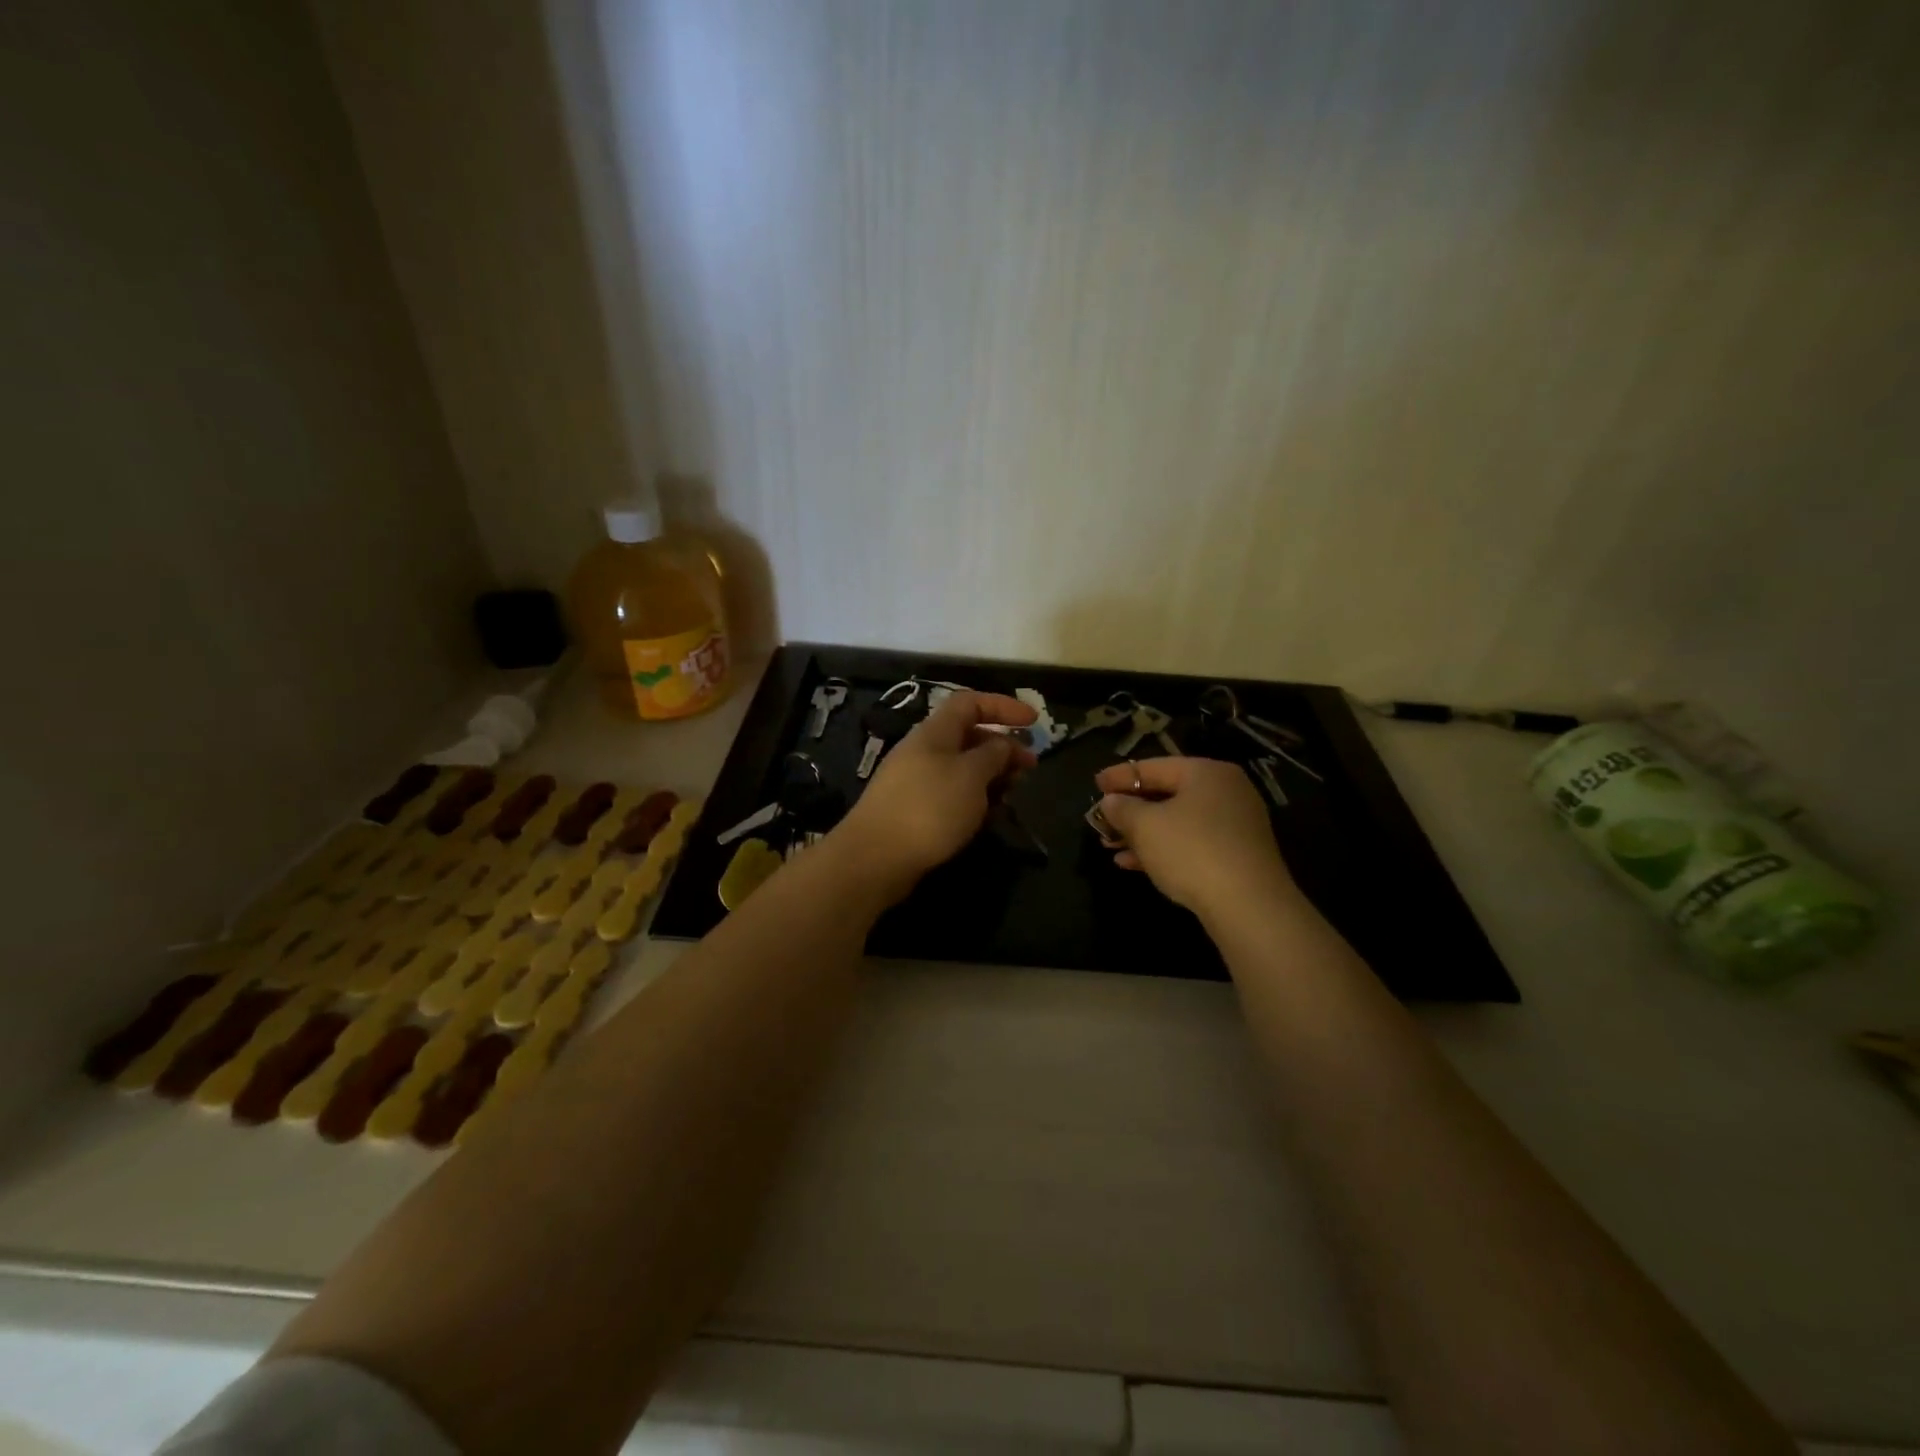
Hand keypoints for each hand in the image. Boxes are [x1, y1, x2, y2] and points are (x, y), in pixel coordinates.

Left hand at [831, 691, 1037, 905]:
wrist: (875, 858)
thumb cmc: (929, 808)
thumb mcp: (971, 776)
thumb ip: (993, 755)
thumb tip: (1003, 744)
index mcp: (934, 732)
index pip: (970, 703)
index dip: (1003, 706)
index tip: (1033, 720)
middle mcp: (923, 750)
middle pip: (968, 736)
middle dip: (1002, 748)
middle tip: (1029, 770)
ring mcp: (915, 781)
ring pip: (961, 768)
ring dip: (990, 777)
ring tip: (1011, 796)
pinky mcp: (913, 810)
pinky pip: (951, 793)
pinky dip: (973, 799)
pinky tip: (985, 817)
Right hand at [1093, 757, 1296, 918]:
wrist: (1249, 906)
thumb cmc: (1191, 851)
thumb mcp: (1145, 826)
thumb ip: (1122, 809)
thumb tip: (1111, 802)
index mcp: (1206, 773)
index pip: (1154, 766)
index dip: (1120, 776)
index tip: (1095, 784)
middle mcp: (1225, 792)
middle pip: (1167, 794)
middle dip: (1130, 810)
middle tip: (1101, 818)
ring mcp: (1234, 825)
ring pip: (1177, 822)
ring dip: (1141, 833)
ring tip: (1109, 845)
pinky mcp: (1236, 856)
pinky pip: (1191, 843)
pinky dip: (1162, 849)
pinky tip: (1132, 864)